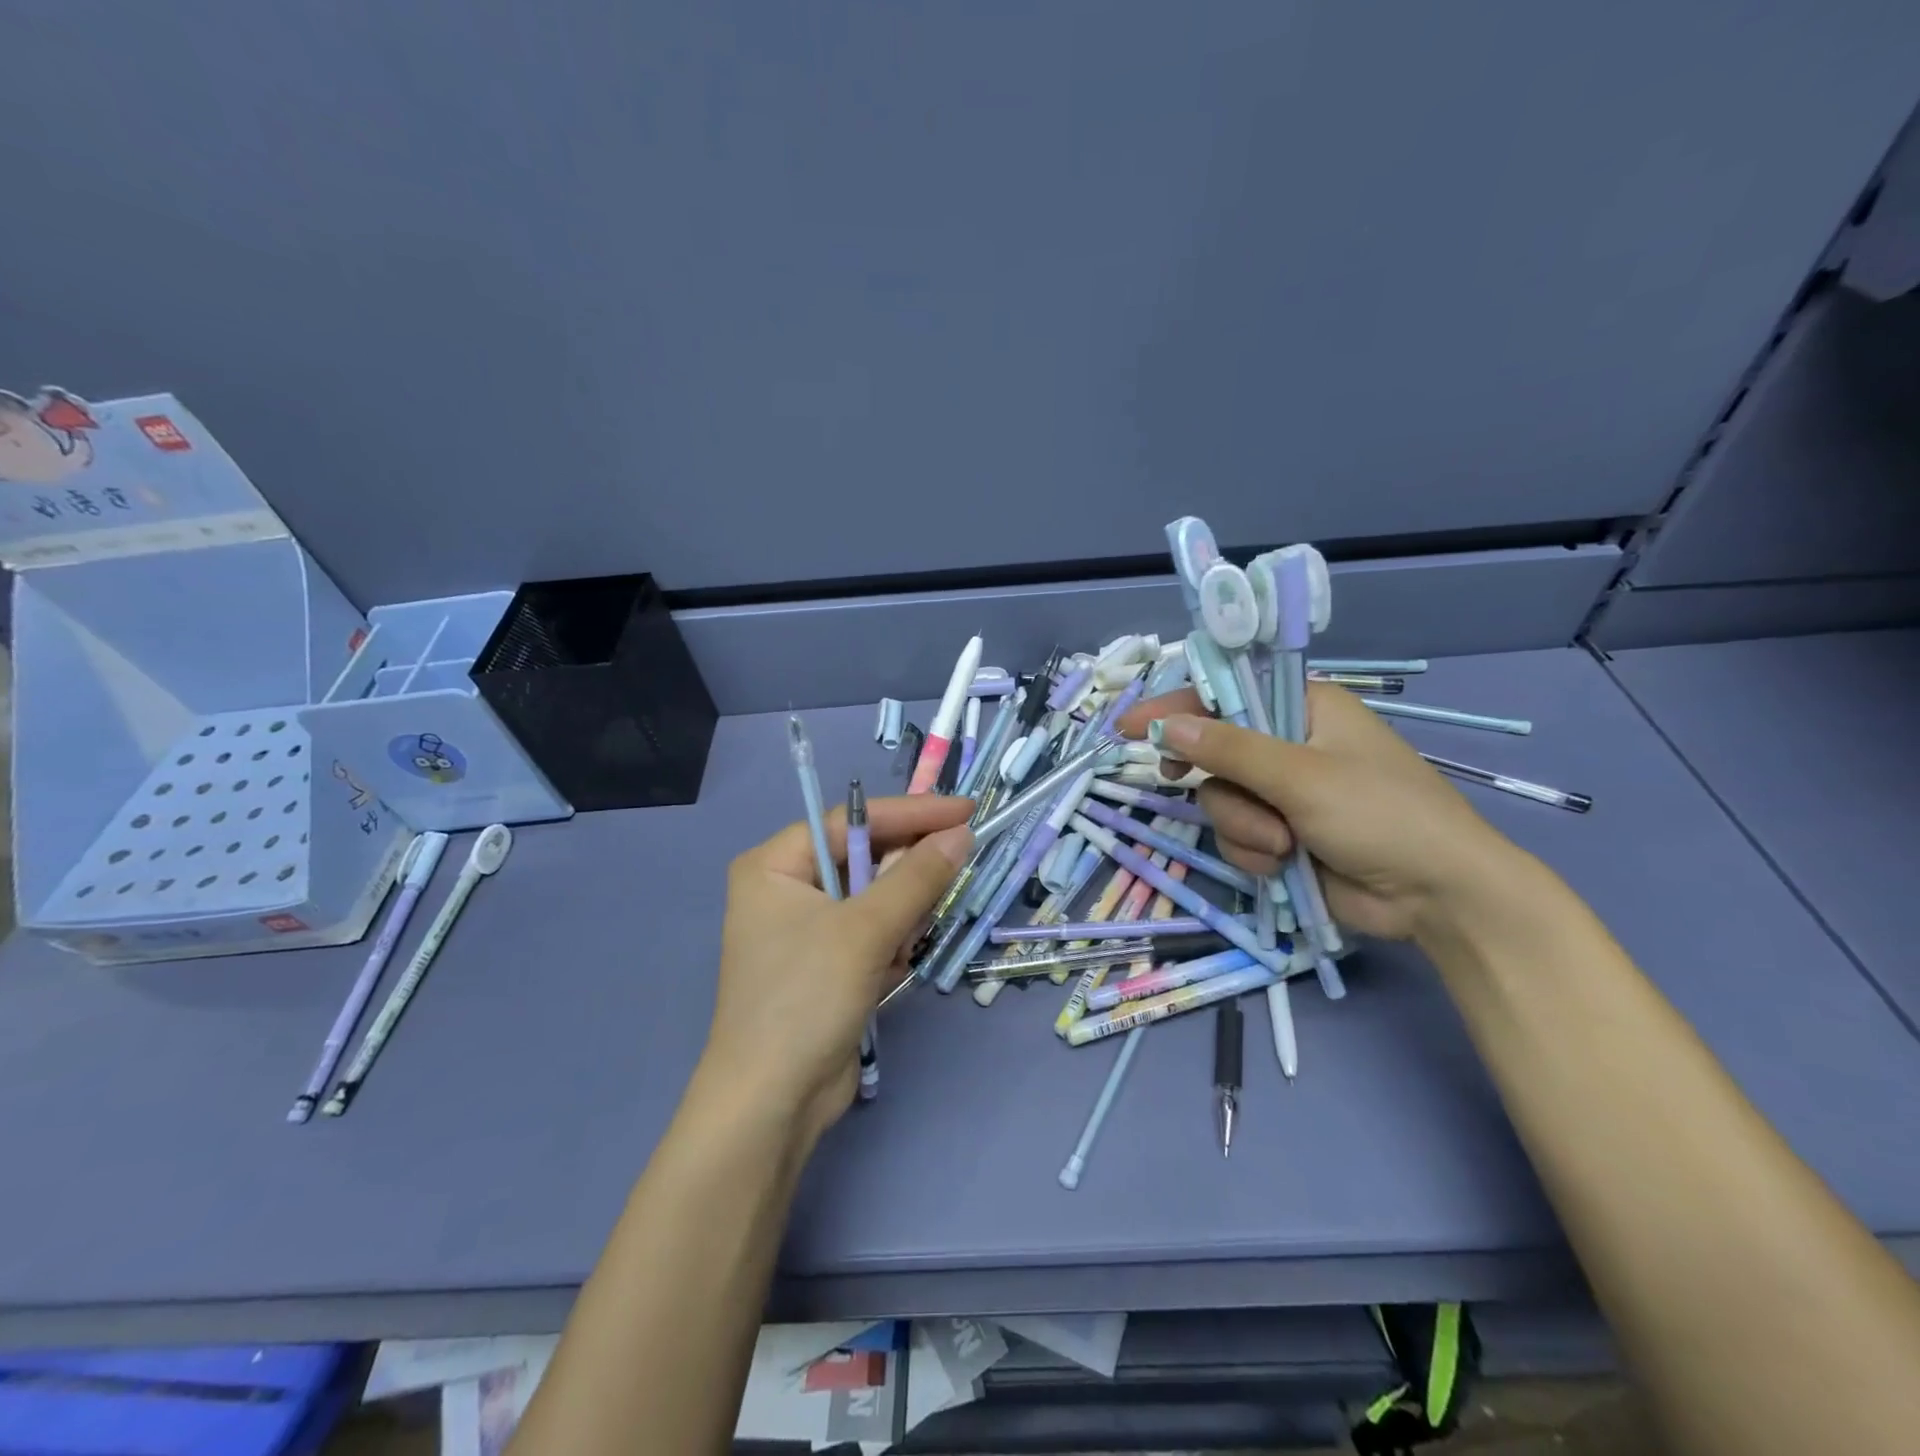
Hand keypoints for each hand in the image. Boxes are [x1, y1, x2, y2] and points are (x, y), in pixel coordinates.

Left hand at [702, 795, 972, 1147]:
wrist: (772, 1105)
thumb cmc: (806, 998)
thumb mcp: (865, 930)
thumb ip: (916, 877)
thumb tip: (961, 835)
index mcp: (775, 864)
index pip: (852, 819)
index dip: (912, 813)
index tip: (967, 811)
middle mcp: (786, 888)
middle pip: (865, 858)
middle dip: (905, 878)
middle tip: (949, 881)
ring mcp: (806, 929)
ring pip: (876, 899)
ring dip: (900, 920)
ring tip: (899, 949)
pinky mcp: (826, 965)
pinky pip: (872, 934)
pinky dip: (890, 947)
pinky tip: (888, 975)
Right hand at [1117, 684, 1522, 941]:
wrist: (1437, 896)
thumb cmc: (1381, 814)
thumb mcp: (1302, 776)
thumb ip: (1229, 750)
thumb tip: (1165, 726)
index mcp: (1305, 708)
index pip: (1226, 694)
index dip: (1176, 706)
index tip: (1131, 726)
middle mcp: (1290, 745)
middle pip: (1215, 750)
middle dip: (1214, 777)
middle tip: (1173, 776)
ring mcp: (1285, 793)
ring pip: (1221, 799)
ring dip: (1243, 825)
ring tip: (1282, 844)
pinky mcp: (1282, 835)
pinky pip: (1237, 834)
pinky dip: (1253, 851)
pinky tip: (1283, 864)